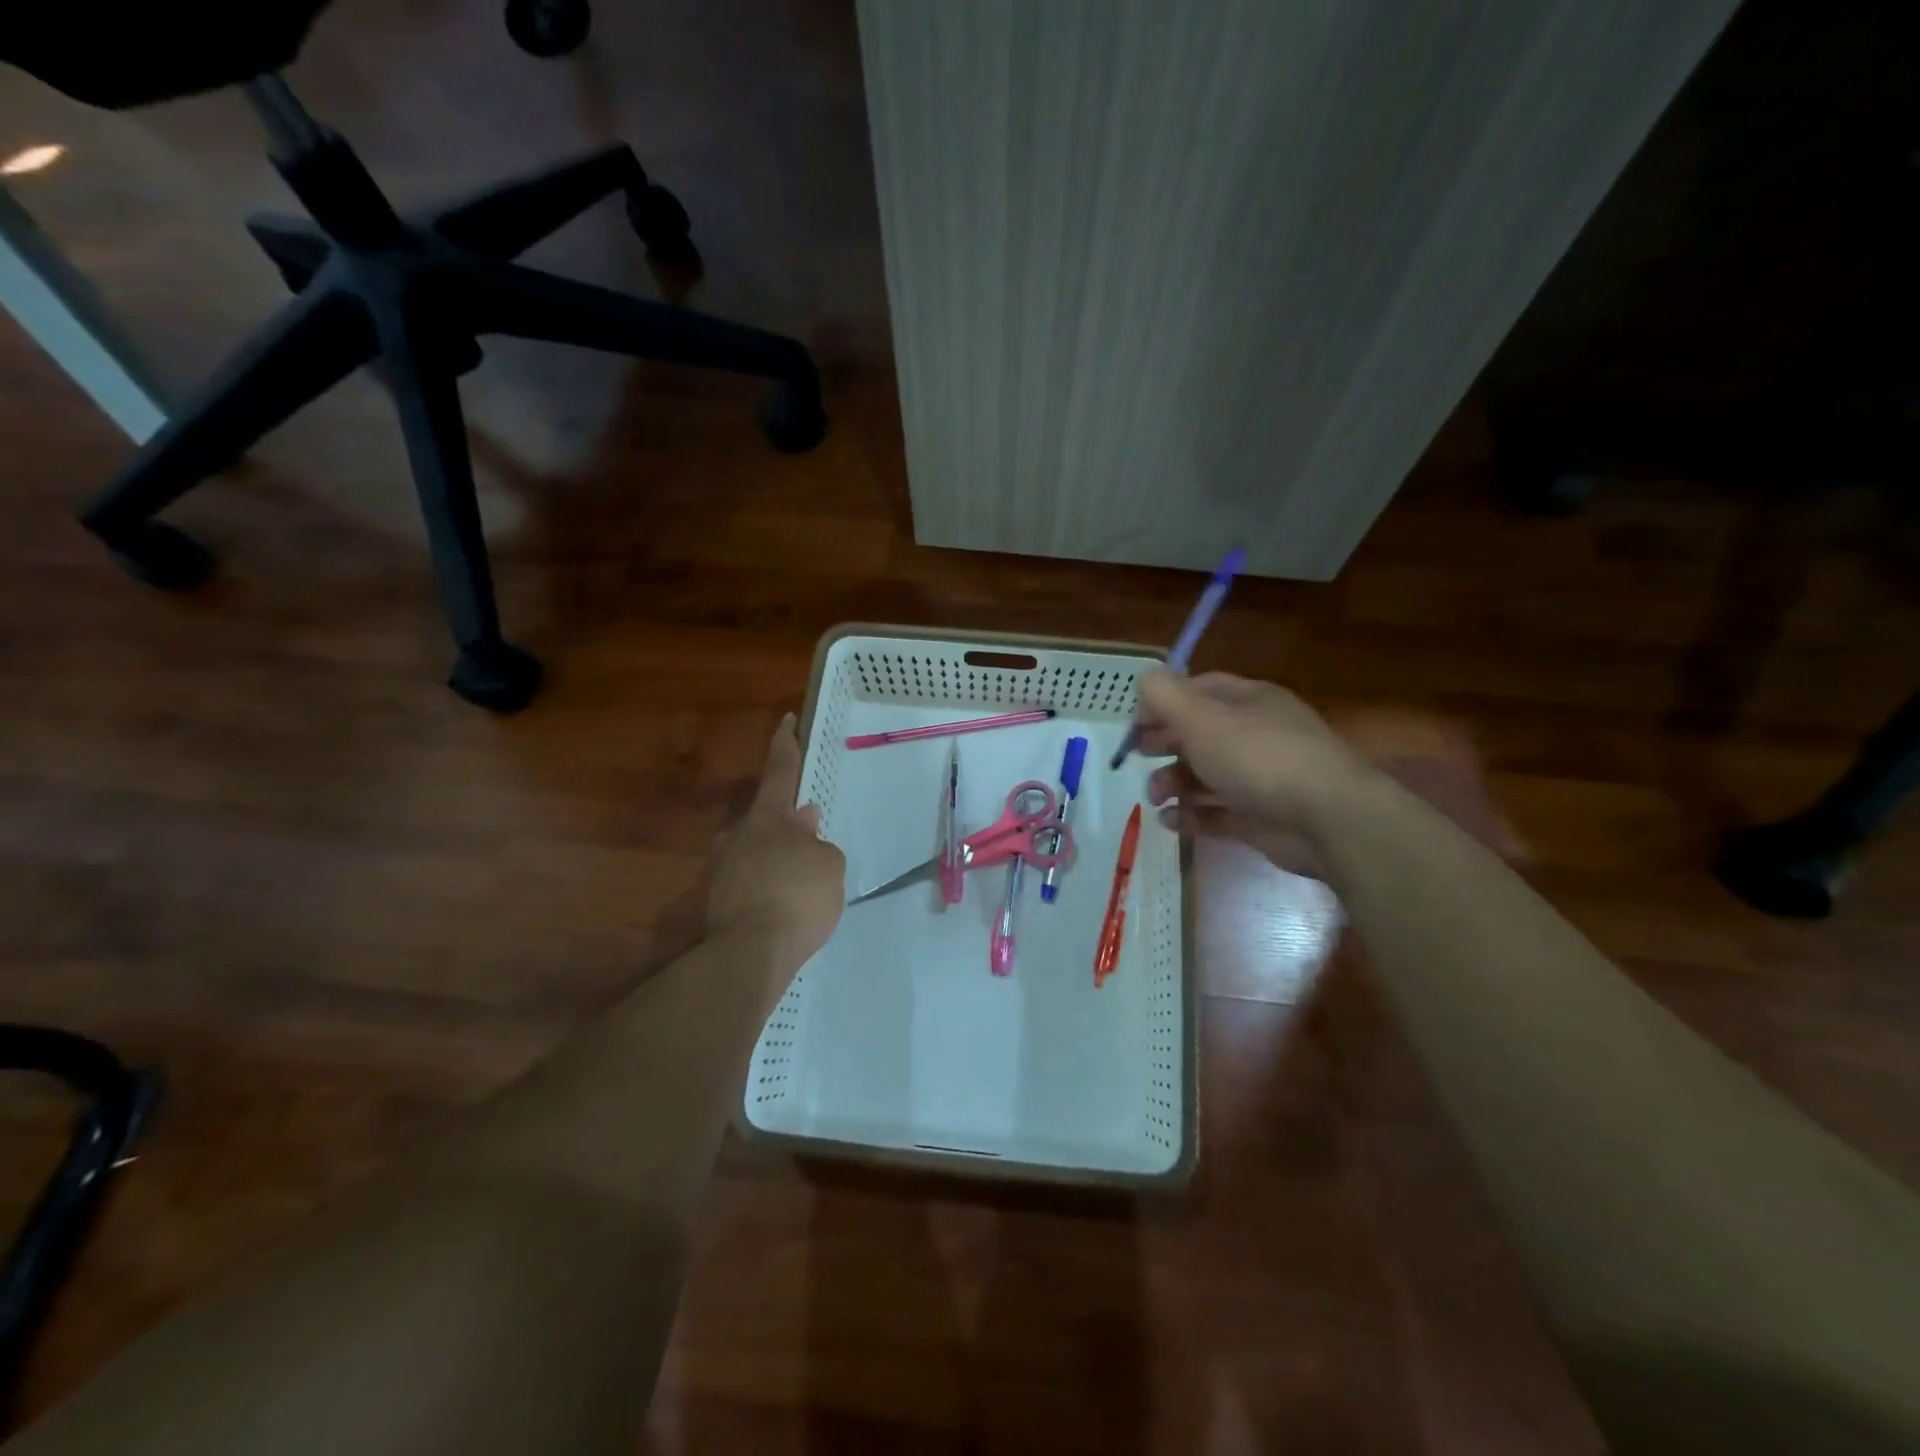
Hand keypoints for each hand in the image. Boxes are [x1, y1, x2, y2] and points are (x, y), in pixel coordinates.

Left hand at [708, 714, 845, 971]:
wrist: (749, 954)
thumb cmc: (798, 896)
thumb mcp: (829, 865)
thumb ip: (818, 842)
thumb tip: (804, 824)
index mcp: (768, 817)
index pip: (779, 770)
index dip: (786, 745)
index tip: (785, 721)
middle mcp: (739, 834)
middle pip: (766, 817)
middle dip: (788, 821)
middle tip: (811, 831)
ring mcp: (723, 868)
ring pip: (757, 850)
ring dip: (779, 856)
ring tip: (803, 877)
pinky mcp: (718, 901)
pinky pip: (751, 880)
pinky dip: (769, 884)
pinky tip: (786, 904)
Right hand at [1135, 670, 1370, 870]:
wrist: (1326, 819)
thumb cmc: (1258, 758)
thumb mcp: (1202, 717)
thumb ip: (1165, 695)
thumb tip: (1144, 681)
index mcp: (1248, 701)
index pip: (1199, 689)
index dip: (1163, 702)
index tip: (1135, 723)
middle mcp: (1256, 735)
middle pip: (1200, 734)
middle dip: (1164, 744)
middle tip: (1138, 757)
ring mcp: (1260, 778)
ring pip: (1206, 775)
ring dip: (1173, 782)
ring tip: (1155, 796)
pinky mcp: (1260, 817)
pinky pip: (1217, 813)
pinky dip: (1191, 815)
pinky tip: (1170, 821)